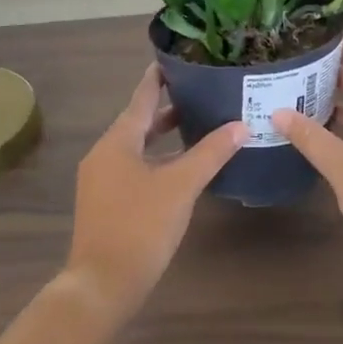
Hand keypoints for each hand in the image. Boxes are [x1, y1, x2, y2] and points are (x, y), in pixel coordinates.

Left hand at [66, 65, 244, 325]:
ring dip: (163, 137)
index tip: (175, 60)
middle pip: (138, 123)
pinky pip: (134, 168)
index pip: (140, 99)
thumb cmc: (140, 226)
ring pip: (136, 148)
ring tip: (195, 125)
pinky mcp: (106, 203)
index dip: (158, 79)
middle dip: (166, 109)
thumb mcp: (181, 186)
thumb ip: (210, 153)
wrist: (102, 283)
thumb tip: (241, 125)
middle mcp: (104, 154)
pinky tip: (180, 169)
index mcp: (117, 142)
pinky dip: (157, 160)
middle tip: (198, 92)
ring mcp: (101, 180)